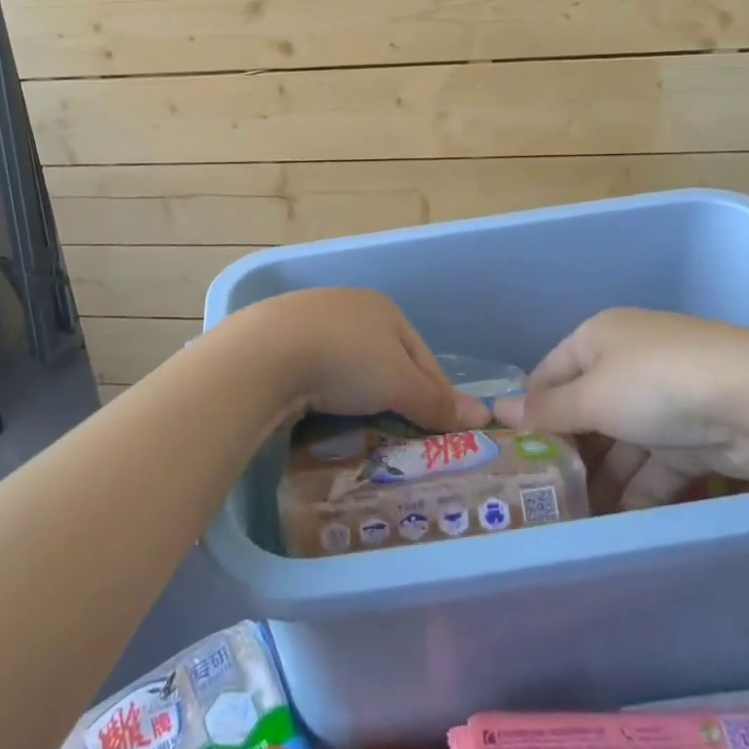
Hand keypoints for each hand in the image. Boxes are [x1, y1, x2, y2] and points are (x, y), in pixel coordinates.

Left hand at [217, 288, 488, 430]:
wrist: (264, 354)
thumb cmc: (345, 360)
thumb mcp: (399, 383)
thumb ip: (437, 401)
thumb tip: (483, 415)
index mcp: (384, 308)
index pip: (423, 357)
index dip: (438, 396)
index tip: (445, 435)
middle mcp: (349, 307)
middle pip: (385, 360)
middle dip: (397, 398)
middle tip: (404, 442)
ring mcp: (310, 322)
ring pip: (349, 368)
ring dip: (359, 399)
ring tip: (364, 435)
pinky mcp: (280, 342)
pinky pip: (317, 374)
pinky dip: (326, 396)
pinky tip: (324, 418)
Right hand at [491, 308, 748, 509]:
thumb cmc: (655, 384)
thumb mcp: (591, 397)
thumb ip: (546, 411)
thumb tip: (495, 411)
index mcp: (598, 337)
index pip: (550, 373)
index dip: (530, 409)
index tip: (513, 451)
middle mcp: (628, 360)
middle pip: (586, 408)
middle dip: (569, 450)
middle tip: (543, 492)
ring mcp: (666, 398)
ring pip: (622, 440)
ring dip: (603, 475)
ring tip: (577, 516)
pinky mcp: (697, 434)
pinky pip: (656, 462)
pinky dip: (640, 488)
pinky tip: (619, 518)